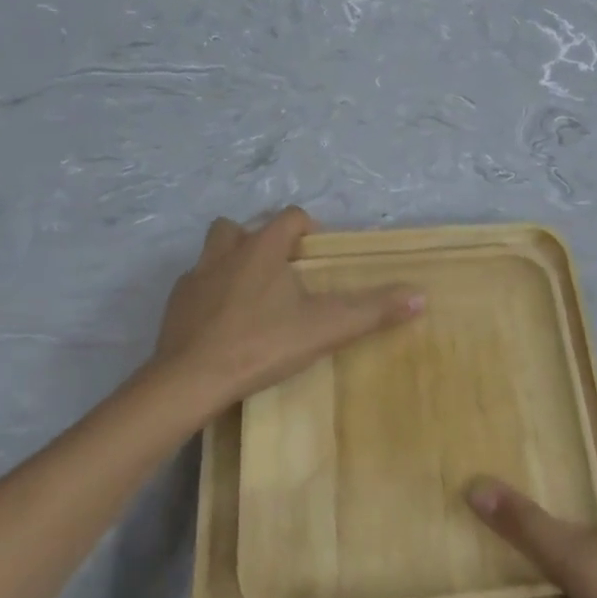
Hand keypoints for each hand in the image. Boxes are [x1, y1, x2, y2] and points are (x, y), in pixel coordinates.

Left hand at [152, 207, 422, 416]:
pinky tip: (221, 323)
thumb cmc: (261, 344)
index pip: (290, 216)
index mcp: (262, 248)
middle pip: (241, 226)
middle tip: (280, 271)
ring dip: (231, 262)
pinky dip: (209, 295)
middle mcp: (226, 252)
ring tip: (251, 294)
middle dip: (261, 240)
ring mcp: (195, 278)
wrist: (190, 381)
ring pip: (213, 252)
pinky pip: (195, 287)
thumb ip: (372, 310)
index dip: (307, 228)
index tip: (317, 255)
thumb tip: (421, 295)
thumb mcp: (324, 328)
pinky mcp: (175, 305)